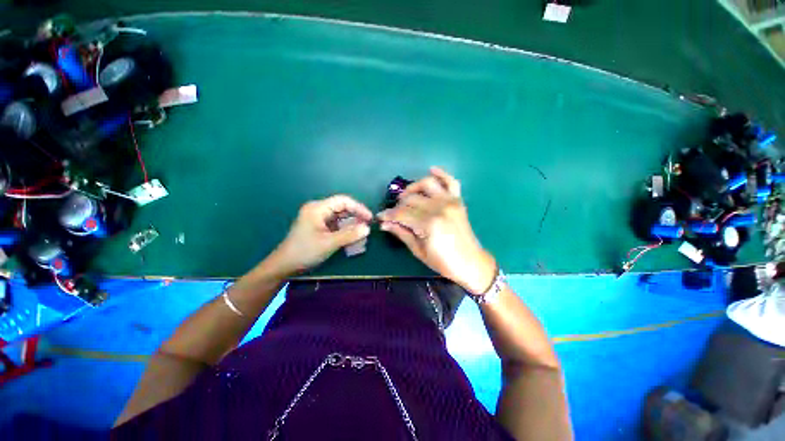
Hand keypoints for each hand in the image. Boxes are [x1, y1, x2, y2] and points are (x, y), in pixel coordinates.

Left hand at [271, 195, 371, 274]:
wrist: (284, 266)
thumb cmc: (305, 251)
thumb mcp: (329, 243)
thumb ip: (350, 235)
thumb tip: (368, 229)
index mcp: (318, 208)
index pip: (343, 201)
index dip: (358, 208)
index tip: (369, 218)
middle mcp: (318, 210)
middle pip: (342, 208)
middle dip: (356, 216)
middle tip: (367, 227)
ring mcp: (318, 219)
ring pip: (340, 217)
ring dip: (351, 224)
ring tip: (362, 232)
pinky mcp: (319, 227)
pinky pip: (336, 225)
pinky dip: (345, 230)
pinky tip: (352, 237)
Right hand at [377, 167, 495, 294]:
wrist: (471, 263)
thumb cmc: (443, 262)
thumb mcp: (418, 251)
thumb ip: (401, 233)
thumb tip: (384, 224)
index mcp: (429, 224)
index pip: (402, 214)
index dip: (389, 215)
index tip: (381, 217)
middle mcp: (439, 208)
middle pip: (411, 199)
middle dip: (398, 205)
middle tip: (393, 214)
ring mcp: (450, 202)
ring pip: (427, 184)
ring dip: (413, 187)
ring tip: (406, 197)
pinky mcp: (458, 201)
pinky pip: (451, 182)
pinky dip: (441, 174)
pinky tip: (432, 170)